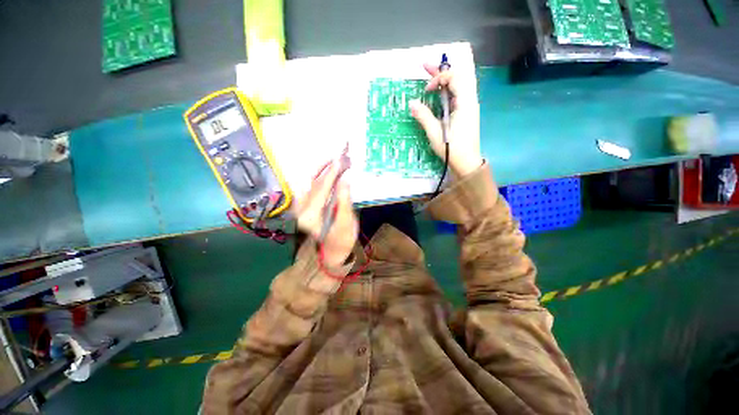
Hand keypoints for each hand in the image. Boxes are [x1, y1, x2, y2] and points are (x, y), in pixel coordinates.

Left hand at [294, 162, 357, 267]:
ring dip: (322, 169)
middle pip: (313, 182)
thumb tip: (345, 179)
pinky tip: (328, 169)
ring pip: (311, 182)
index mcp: (310, 215)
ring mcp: (302, 207)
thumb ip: (344, 202)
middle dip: (326, 166)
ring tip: (335, 159)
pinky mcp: (306, 206)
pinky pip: (311, 186)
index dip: (332, 172)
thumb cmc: (341, 241)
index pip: (321, 188)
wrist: (331, 253)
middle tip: (339, 154)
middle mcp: (301, 209)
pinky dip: (320, 176)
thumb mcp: (346, 224)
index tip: (341, 159)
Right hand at [410, 63, 481, 177]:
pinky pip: (459, 95)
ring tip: (430, 75)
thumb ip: (424, 116)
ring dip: (445, 79)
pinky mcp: (466, 113)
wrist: (467, 163)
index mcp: (465, 103)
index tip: (426, 91)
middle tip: (425, 66)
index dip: (439, 79)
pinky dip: (448, 90)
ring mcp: (469, 107)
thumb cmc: (452, 149)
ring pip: (460, 85)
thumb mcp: (435, 133)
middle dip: (442, 71)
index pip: (455, 78)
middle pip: (459, 77)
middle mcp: (470, 101)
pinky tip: (439, 92)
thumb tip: (411, 103)